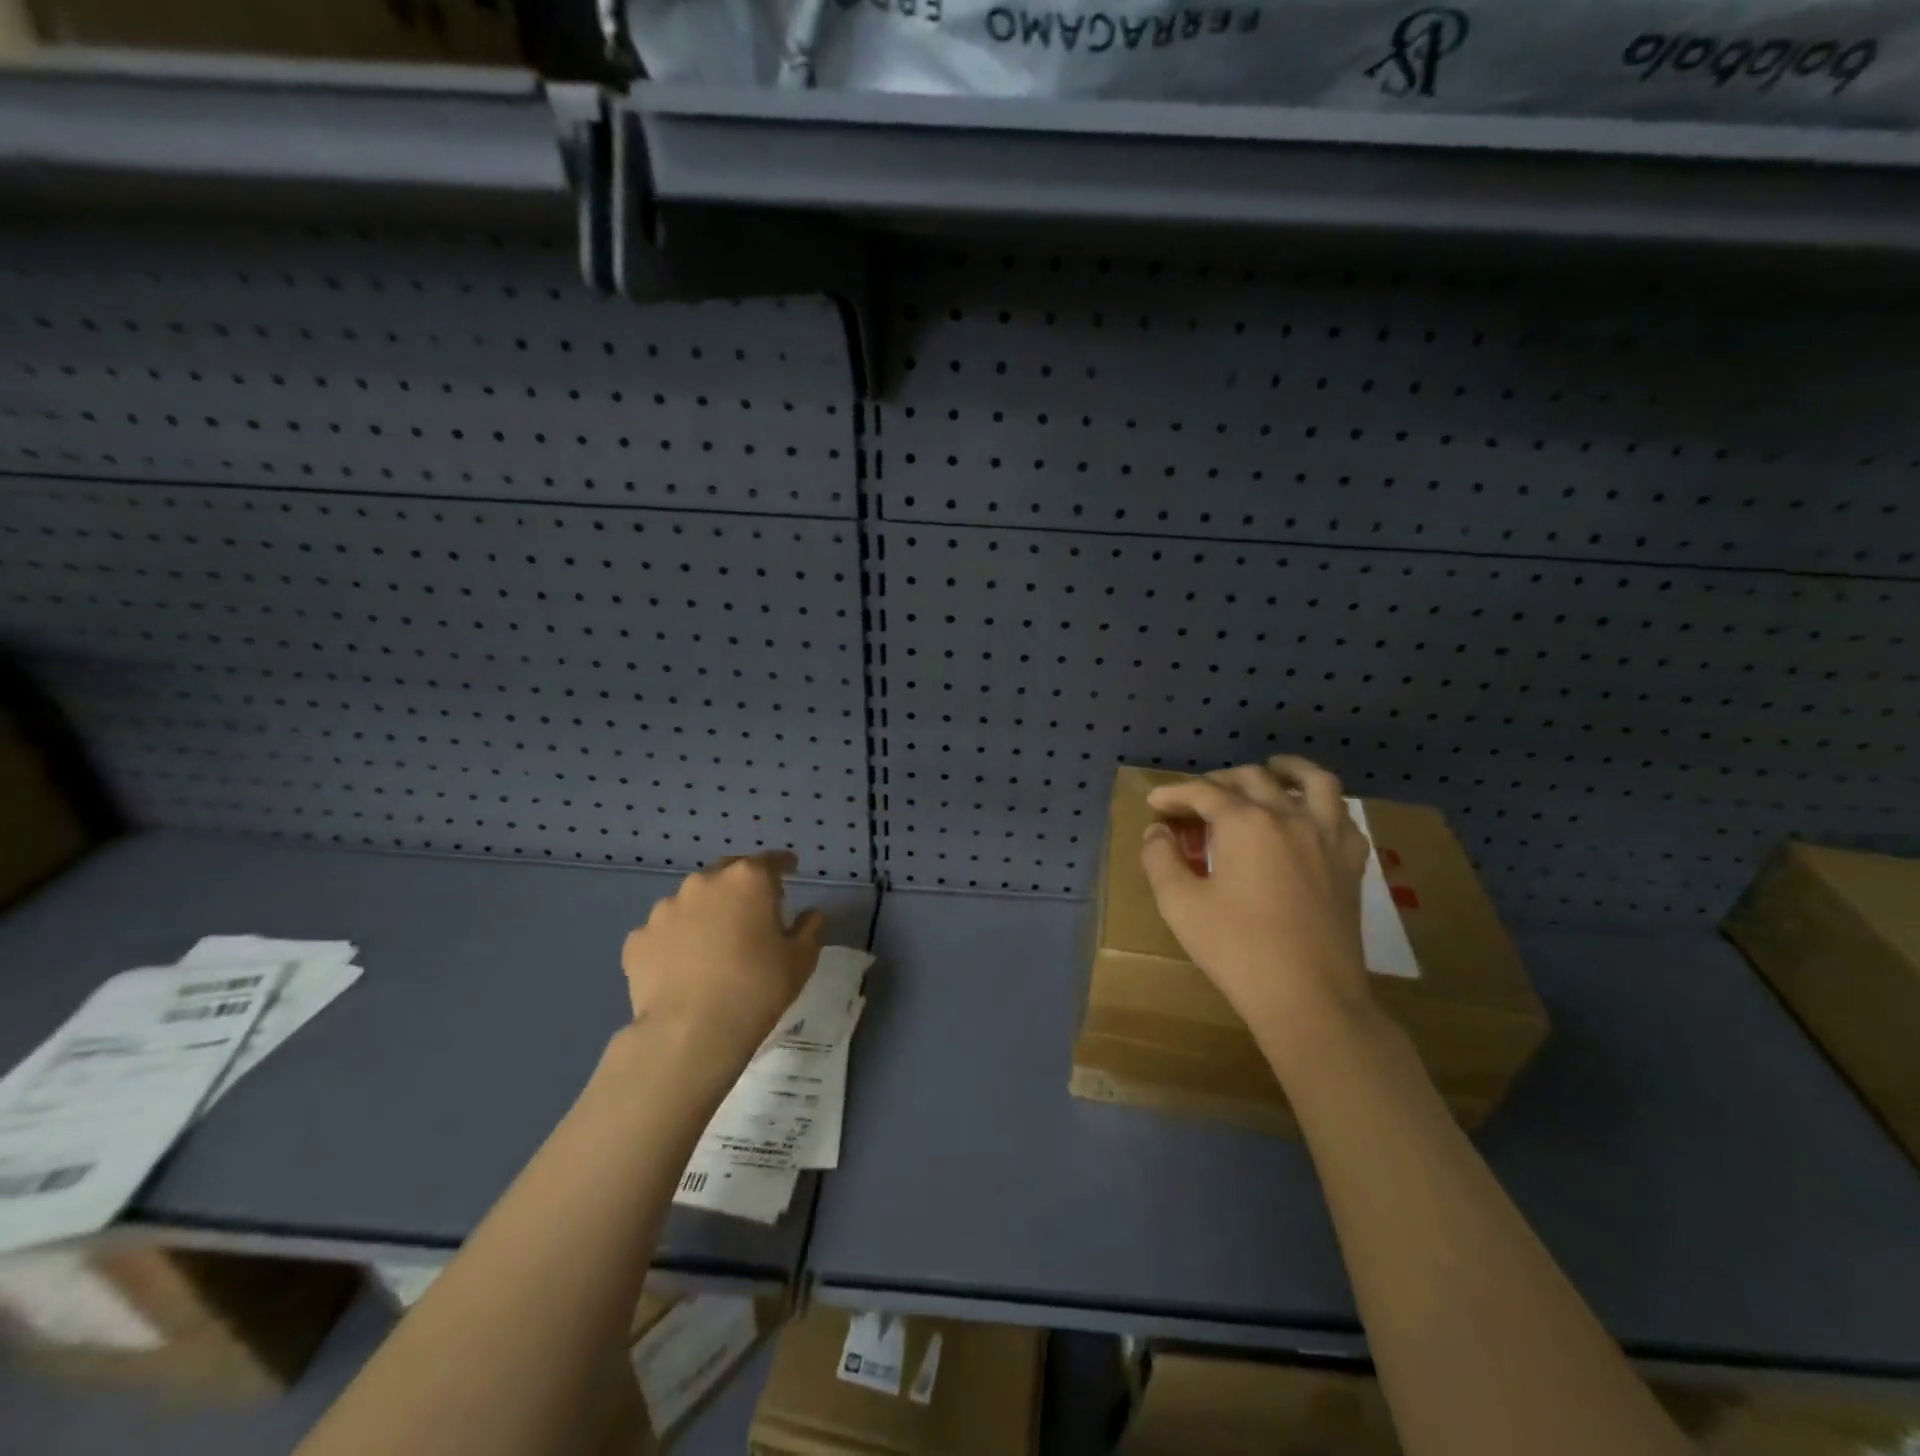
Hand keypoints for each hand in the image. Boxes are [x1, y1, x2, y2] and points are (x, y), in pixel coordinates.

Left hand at [620, 852, 823, 1068]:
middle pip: (727, 873)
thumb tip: (810, 915)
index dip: (783, 865)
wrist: (690, 1033)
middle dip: (741, 886)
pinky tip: (681, 967)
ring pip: (691, 901)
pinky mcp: (638, 939)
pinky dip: (674, 941)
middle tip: (752, 910)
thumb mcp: (800, 960)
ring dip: (705, 912)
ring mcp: (665, 909)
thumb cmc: (757, 988)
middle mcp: (704, 883)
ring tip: (712, 944)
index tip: (791, 870)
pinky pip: (663, 932)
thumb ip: (808, 929)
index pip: (771, 861)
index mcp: (747, 880)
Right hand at [1140, 757, 1375, 1049]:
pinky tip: (1312, 815)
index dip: (1174, 794)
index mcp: (1246, 823)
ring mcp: (1327, 838)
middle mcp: (1290, 817)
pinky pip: (1343, 817)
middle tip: (1195, 799)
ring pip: (1314, 782)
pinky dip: (1324, 805)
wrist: (1310, 999)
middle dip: (1217, 782)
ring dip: (1288, 770)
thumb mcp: (1180, 905)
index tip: (1154, 804)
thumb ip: (1160, 859)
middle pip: (1252, 779)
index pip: (1204, 793)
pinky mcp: (1351, 864)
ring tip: (1272, 770)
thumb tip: (1157, 832)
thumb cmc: (1238, 950)